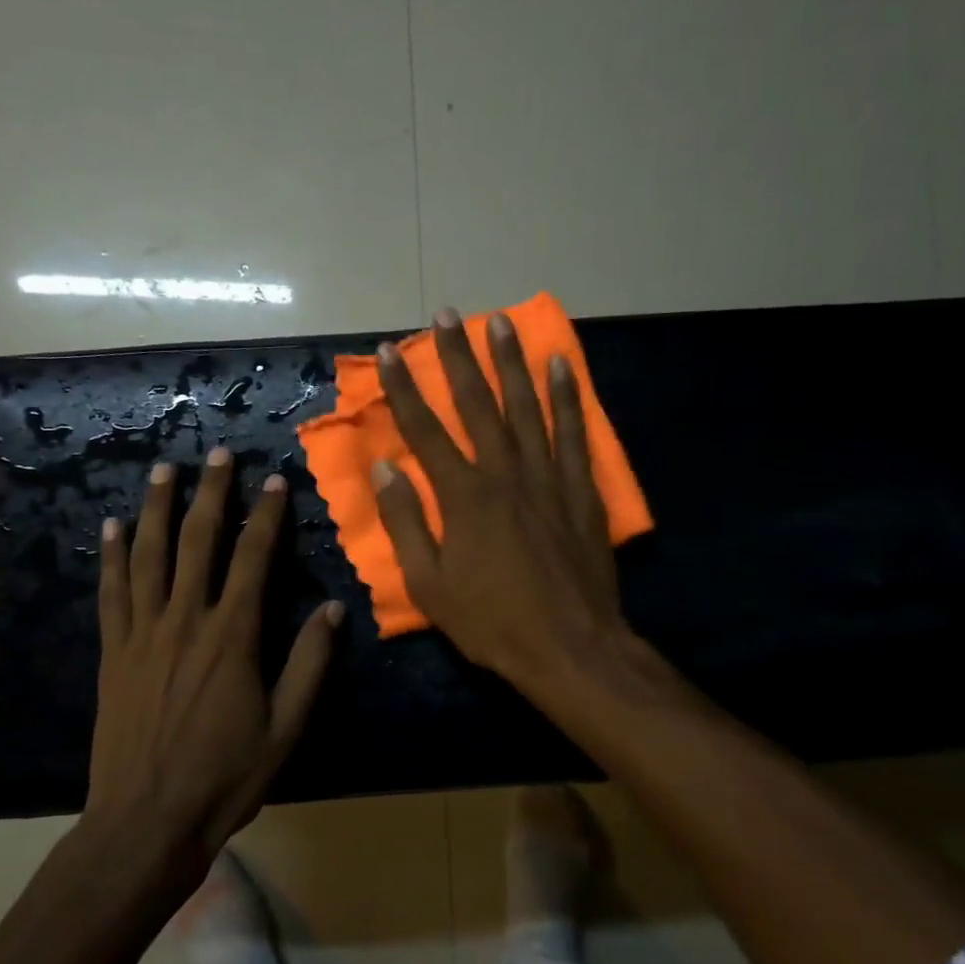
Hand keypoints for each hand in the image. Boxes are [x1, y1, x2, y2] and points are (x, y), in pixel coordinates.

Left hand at [88, 450, 340, 859]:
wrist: (146, 821)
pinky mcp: (114, 653)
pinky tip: (111, 529)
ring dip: (156, 509)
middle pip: (198, 542)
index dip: (265, 516)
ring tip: (162, 470)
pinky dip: (111, 557)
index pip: (252, 559)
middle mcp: (185, 621)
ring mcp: (143, 634)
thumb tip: (334, 609)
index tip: (273, 480)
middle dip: (210, 493)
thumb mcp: (286, 727)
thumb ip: (310, 664)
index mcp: (232, 637)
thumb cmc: (225, 778)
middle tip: (216, 453)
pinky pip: (112, 593)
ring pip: (149, 556)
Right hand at [373, 308, 630, 694]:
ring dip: (510, 362)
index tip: (389, 352)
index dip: (404, 389)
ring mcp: (548, 478)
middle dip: (458, 357)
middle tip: (446, 315)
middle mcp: (505, 474)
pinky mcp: (580, 491)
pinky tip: (559, 365)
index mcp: (463, 497)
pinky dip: (567, 396)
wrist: (570, 648)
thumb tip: (384, 468)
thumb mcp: (430, 585)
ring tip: (499, 322)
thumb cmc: (492, 622)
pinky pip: (572, 433)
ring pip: (526, 407)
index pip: (425, 431)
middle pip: (477, 405)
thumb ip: (406, 522)